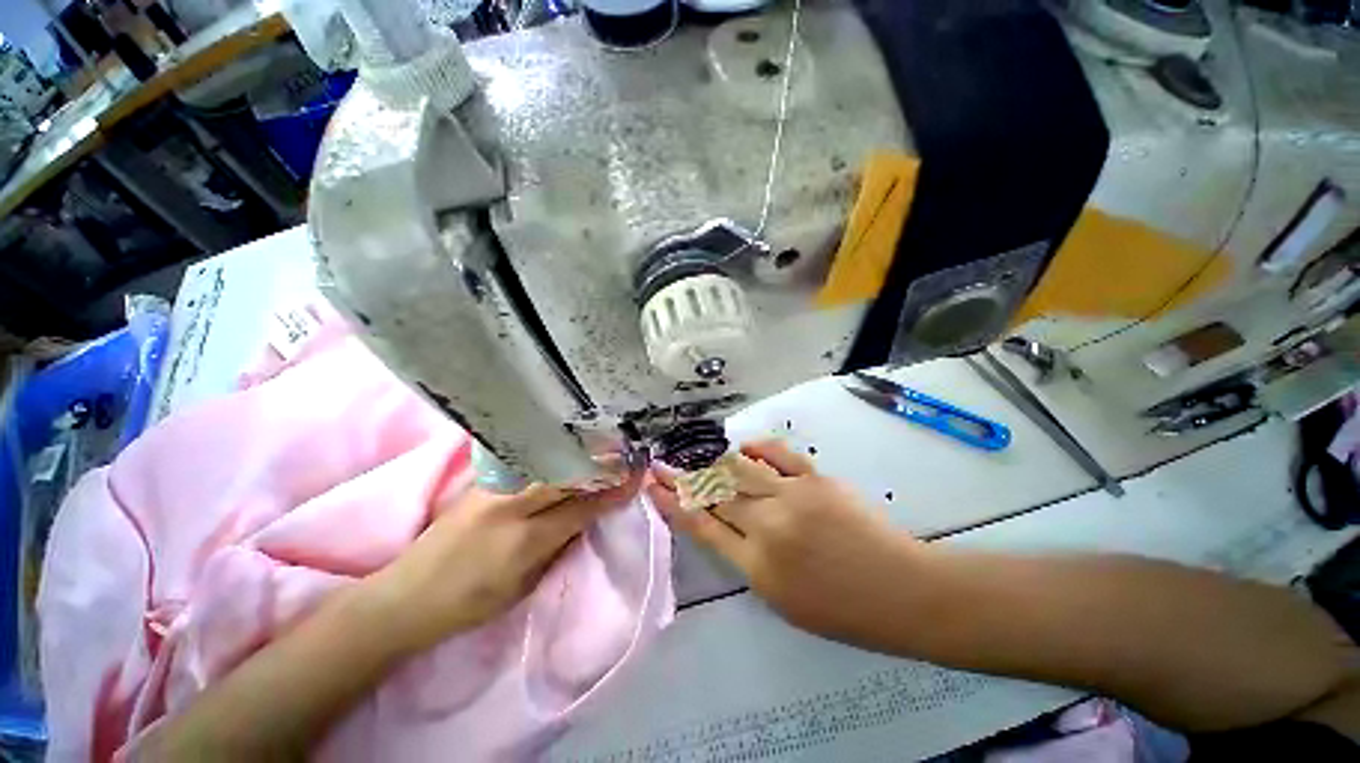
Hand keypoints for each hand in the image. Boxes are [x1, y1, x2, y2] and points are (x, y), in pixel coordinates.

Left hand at [367, 474, 641, 653]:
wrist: (405, 596)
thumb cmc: (469, 604)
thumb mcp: (524, 586)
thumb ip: (559, 546)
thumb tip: (590, 515)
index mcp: (523, 542)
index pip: (581, 506)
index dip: (612, 491)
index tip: (636, 476)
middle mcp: (509, 506)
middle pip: (567, 474)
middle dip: (600, 464)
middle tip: (625, 455)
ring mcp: (492, 487)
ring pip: (548, 461)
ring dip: (579, 455)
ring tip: (602, 448)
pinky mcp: (482, 480)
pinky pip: (528, 461)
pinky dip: (553, 455)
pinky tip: (566, 450)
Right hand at [648, 441, 928, 650]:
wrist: (902, 591)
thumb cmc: (843, 611)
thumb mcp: (781, 601)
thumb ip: (748, 560)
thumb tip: (727, 524)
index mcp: (756, 565)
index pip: (702, 525)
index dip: (673, 503)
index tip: (654, 487)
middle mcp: (767, 525)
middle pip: (714, 493)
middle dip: (684, 478)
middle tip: (665, 465)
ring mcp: (792, 496)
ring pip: (740, 469)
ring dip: (714, 462)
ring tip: (699, 456)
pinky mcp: (816, 479)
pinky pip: (778, 455)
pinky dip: (757, 448)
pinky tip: (744, 446)